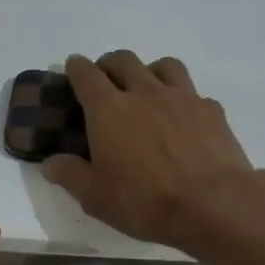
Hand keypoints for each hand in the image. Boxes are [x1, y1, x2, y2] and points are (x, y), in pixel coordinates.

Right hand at [42, 52, 257, 250]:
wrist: (213, 205)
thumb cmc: (145, 201)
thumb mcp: (96, 197)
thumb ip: (70, 175)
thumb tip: (50, 162)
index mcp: (108, 109)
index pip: (86, 74)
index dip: (76, 67)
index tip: (73, 68)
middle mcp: (144, 93)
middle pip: (123, 60)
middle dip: (110, 64)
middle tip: (106, 81)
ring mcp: (182, 97)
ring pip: (163, 65)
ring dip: (150, 71)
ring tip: (148, 90)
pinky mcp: (211, 110)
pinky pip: (194, 93)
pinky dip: (183, 99)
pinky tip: (184, 120)